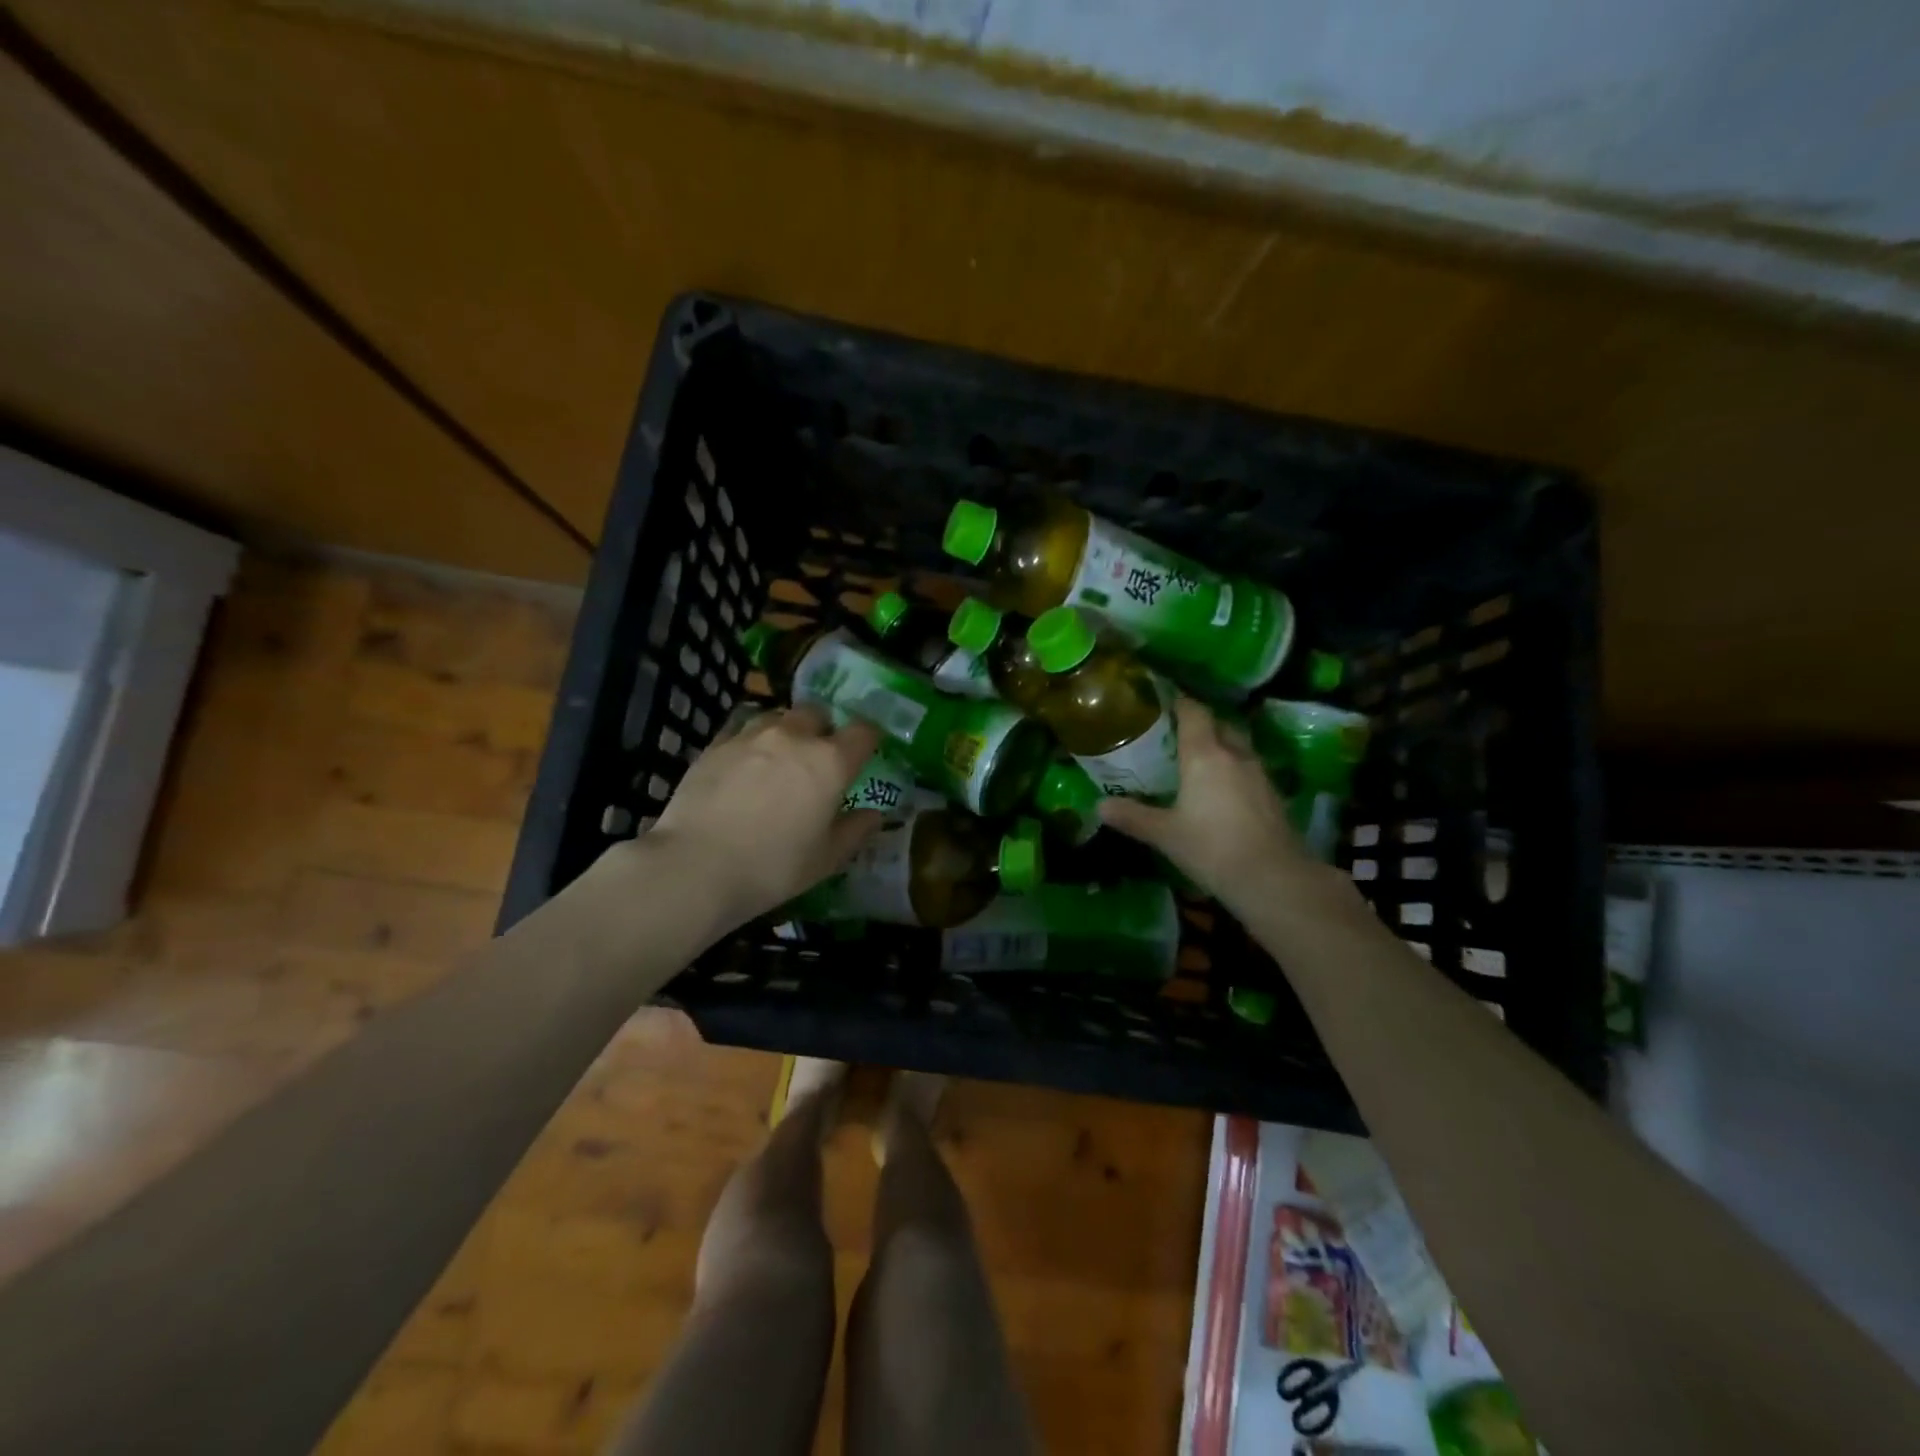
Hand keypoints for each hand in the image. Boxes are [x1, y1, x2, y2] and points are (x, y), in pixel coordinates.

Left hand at [647, 704, 882, 928]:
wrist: (695, 866)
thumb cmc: (773, 867)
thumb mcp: (826, 859)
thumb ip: (855, 831)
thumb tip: (874, 815)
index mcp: (830, 762)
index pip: (863, 731)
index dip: (868, 740)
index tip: (866, 754)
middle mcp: (794, 737)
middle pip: (817, 713)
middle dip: (824, 729)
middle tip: (819, 758)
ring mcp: (750, 736)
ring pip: (778, 717)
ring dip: (787, 731)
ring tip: (780, 759)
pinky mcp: (715, 745)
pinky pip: (742, 731)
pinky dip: (752, 742)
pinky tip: (745, 767)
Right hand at [1099, 698, 1341, 918]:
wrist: (1274, 879)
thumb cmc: (1211, 848)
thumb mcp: (1164, 834)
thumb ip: (1132, 816)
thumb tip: (1099, 806)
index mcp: (1205, 754)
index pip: (1193, 712)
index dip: (1178, 702)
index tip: (1161, 701)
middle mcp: (1234, 754)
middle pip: (1218, 724)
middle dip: (1199, 724)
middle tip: (1174, 734)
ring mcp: (1259, 772)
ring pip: (1236, 745)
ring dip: (1219, 746)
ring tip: (1196, 759)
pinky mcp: (1273, 794)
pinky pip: (1248, 767)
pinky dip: (1232, 768)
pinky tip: (1220, 789)